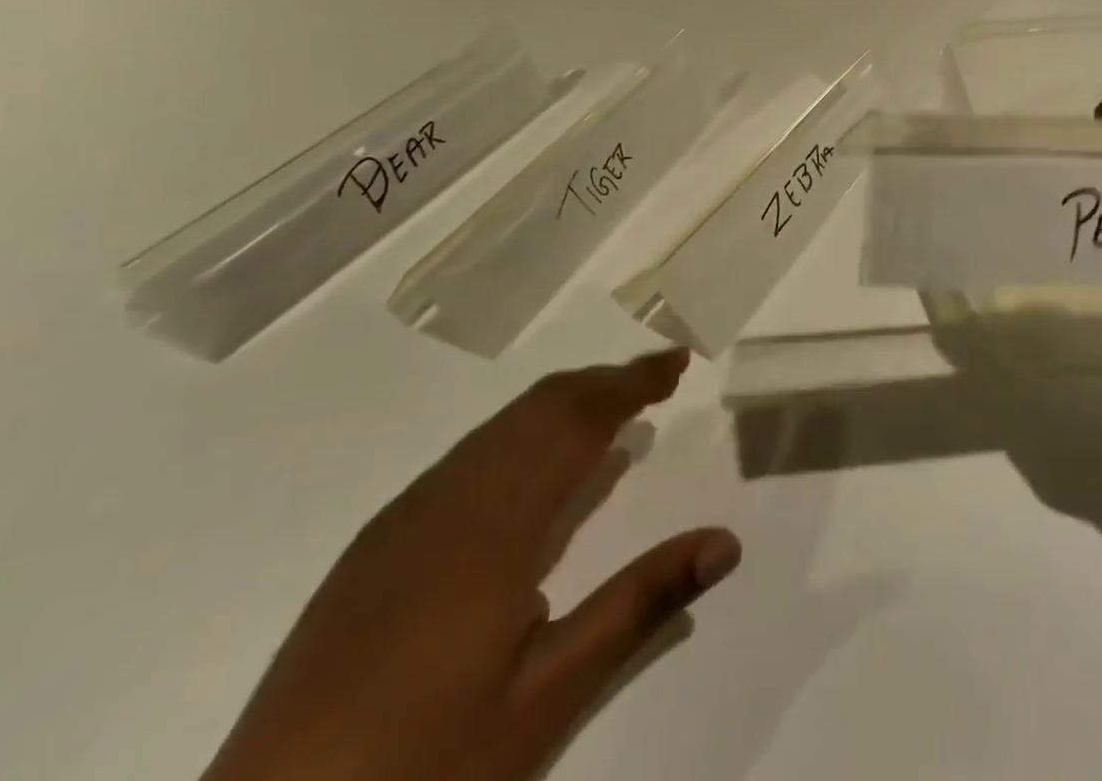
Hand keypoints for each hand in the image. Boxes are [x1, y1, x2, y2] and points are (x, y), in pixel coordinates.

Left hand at [202, 350, 739, 780]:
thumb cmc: (420, 773)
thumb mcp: (546, 700)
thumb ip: (638, 607)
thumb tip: (725, 542)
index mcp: (494, 525)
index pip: (578, 420)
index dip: (631, 382)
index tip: (677, 361)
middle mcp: (448, 499)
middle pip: (539, 407)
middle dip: (603, 382)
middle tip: (658, 379)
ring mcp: (403, 518)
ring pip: (499, 427)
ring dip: (562, 405)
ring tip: (611, 414)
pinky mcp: (375, 545)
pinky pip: (466, 457)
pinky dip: (519, 436)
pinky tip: (532, 472)